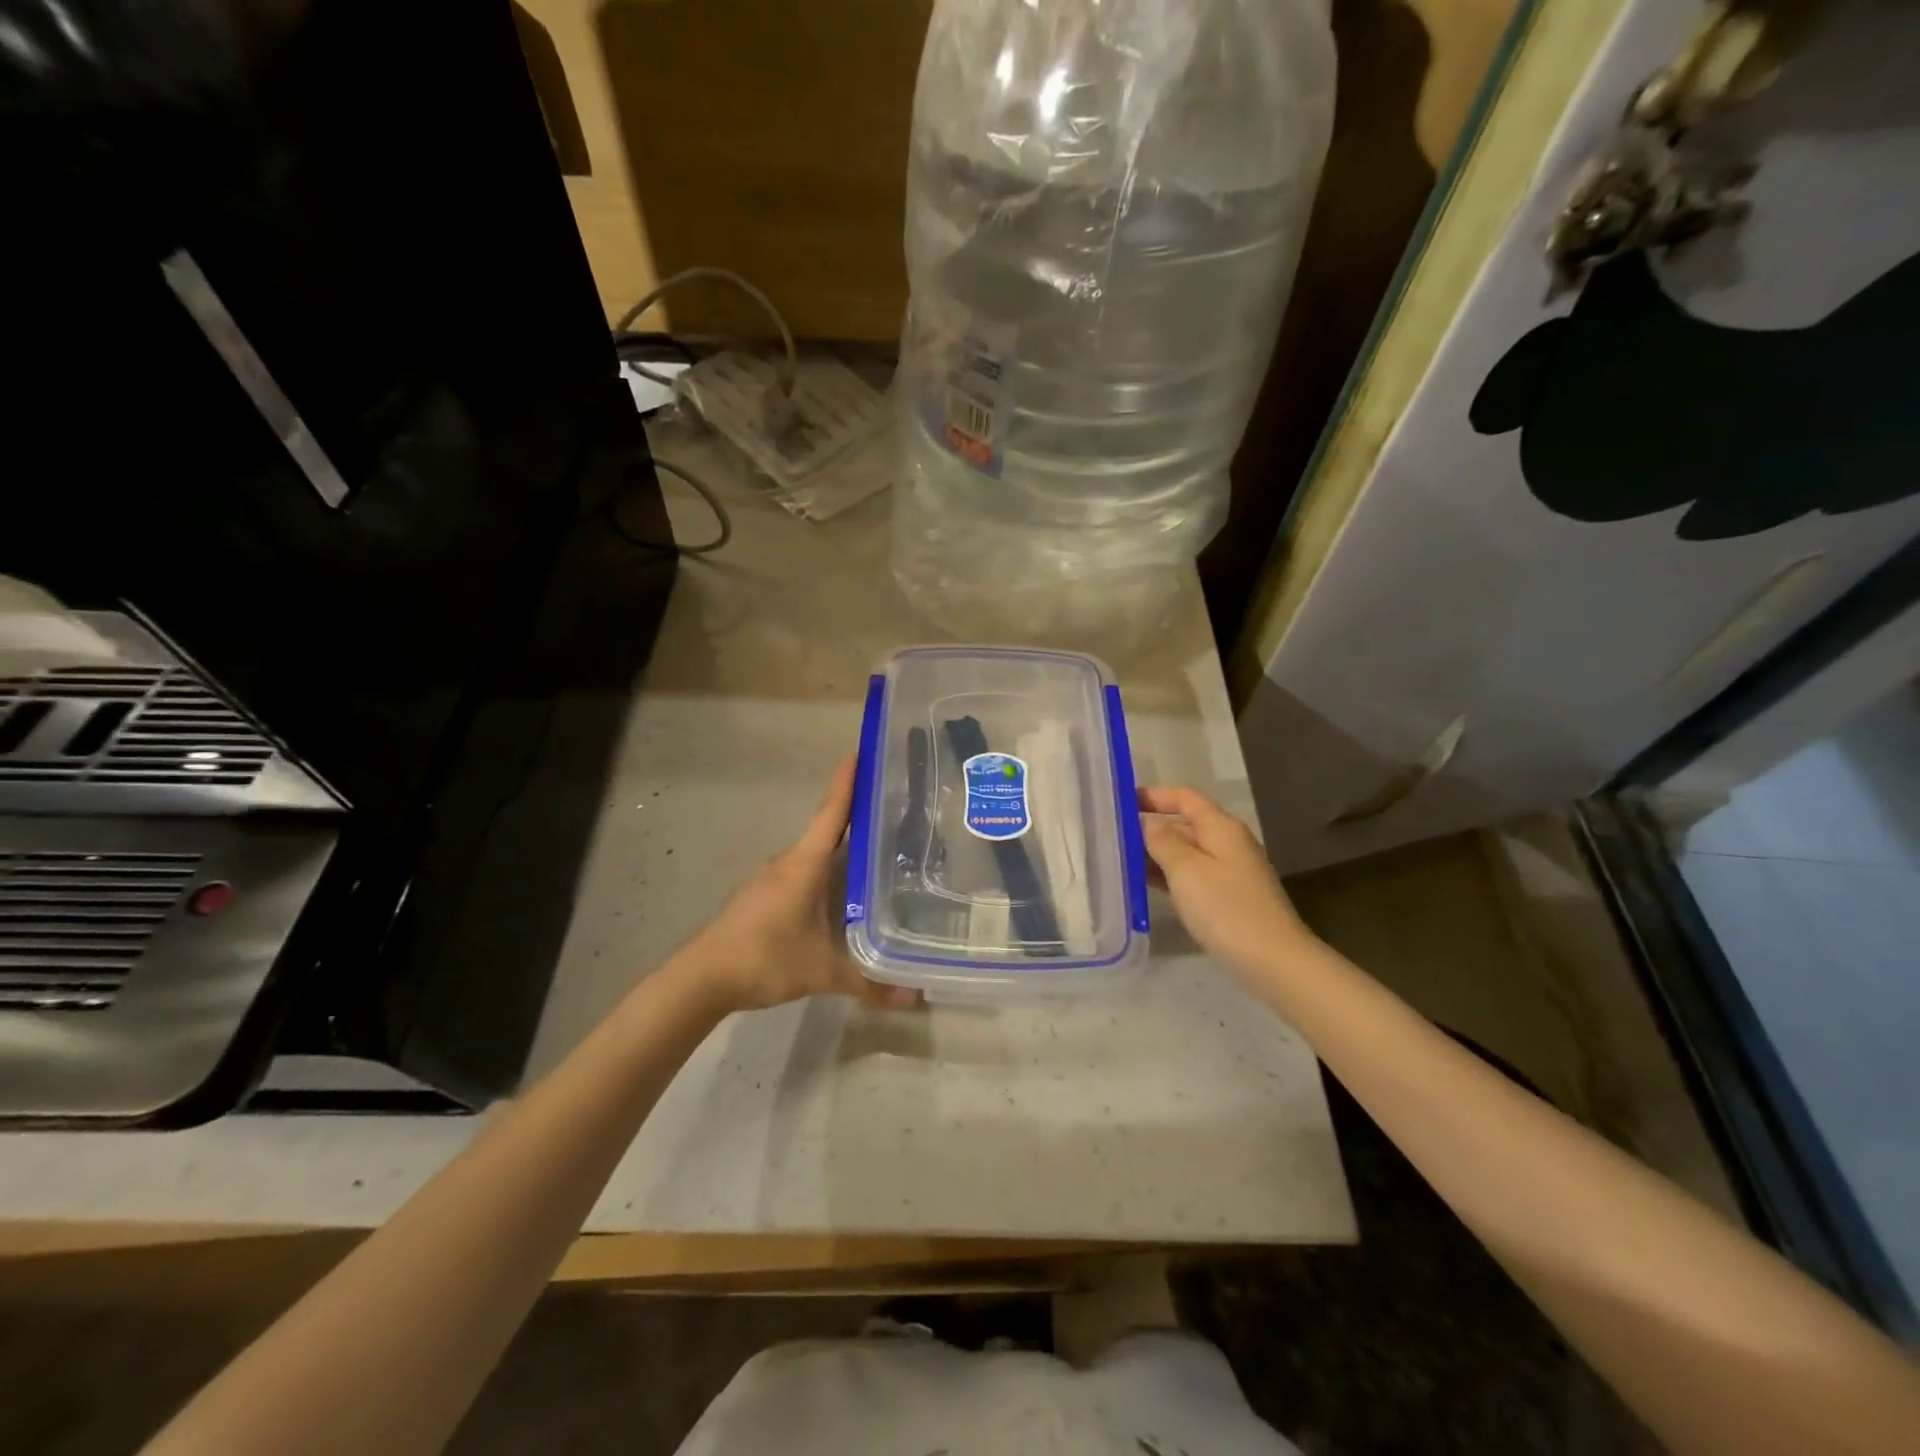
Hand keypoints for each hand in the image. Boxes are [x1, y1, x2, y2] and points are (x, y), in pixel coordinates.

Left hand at [677, 757, 916, 1014]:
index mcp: (806, 863)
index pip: (833, 812)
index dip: (848, 781)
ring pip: (817, 853)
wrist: (701, 978)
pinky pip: (805, 872)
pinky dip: (828, 871)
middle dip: (859, 813)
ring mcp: (775, 878)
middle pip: (829, 828)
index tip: (862, 750)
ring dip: (843, 845)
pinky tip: (844, 890)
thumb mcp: (822, 971)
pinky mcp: (766, 896)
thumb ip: (868, 982)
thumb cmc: (764, 957)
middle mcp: (790, 862)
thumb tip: (913, 997)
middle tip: (896, 806)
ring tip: (880, 848)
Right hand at [1138, 786, 1313, 975]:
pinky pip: (1193, 874)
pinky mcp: (1229, 896)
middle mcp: (1228, 842)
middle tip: (1113, 835)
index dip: (1154, 795)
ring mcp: (1231, 870)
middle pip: (1186, 822)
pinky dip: (1169, 874)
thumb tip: (1147, 820)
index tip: (1120, 801)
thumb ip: (1162, 840)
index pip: (1185, 797)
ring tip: (1121, 860)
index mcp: (1221, 827)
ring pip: (1187, 851)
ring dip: (1157, 853)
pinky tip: (1146, 885)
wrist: (1274, 961)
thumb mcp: (1186, 870)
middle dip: (1151, 825)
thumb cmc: (1226, 909)